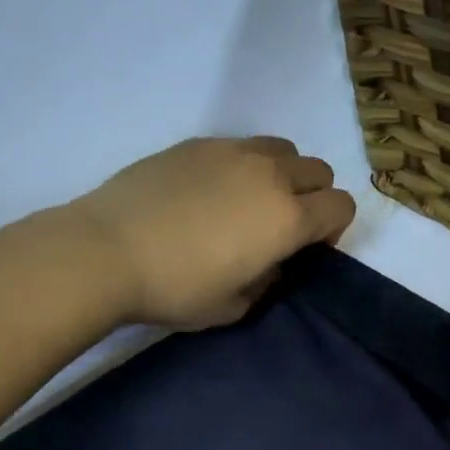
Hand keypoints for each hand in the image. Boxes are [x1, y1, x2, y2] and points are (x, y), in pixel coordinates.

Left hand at [73, 136, 355, 329]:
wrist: (107, 252)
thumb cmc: (178, 289)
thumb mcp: (235, 306)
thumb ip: (268, 281)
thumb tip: (271, 262)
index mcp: (288, 218)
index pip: (342, 206)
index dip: (333, 230)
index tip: (307, 250)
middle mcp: (270, 175)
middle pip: (319, 171)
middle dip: (314, 198)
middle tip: (282, 226)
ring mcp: (232, 152)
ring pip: (283, 149)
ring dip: (282, 174)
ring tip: (250, 202)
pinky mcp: (197, 143)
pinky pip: (241, 146)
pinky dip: (244, 166)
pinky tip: (210, 193)